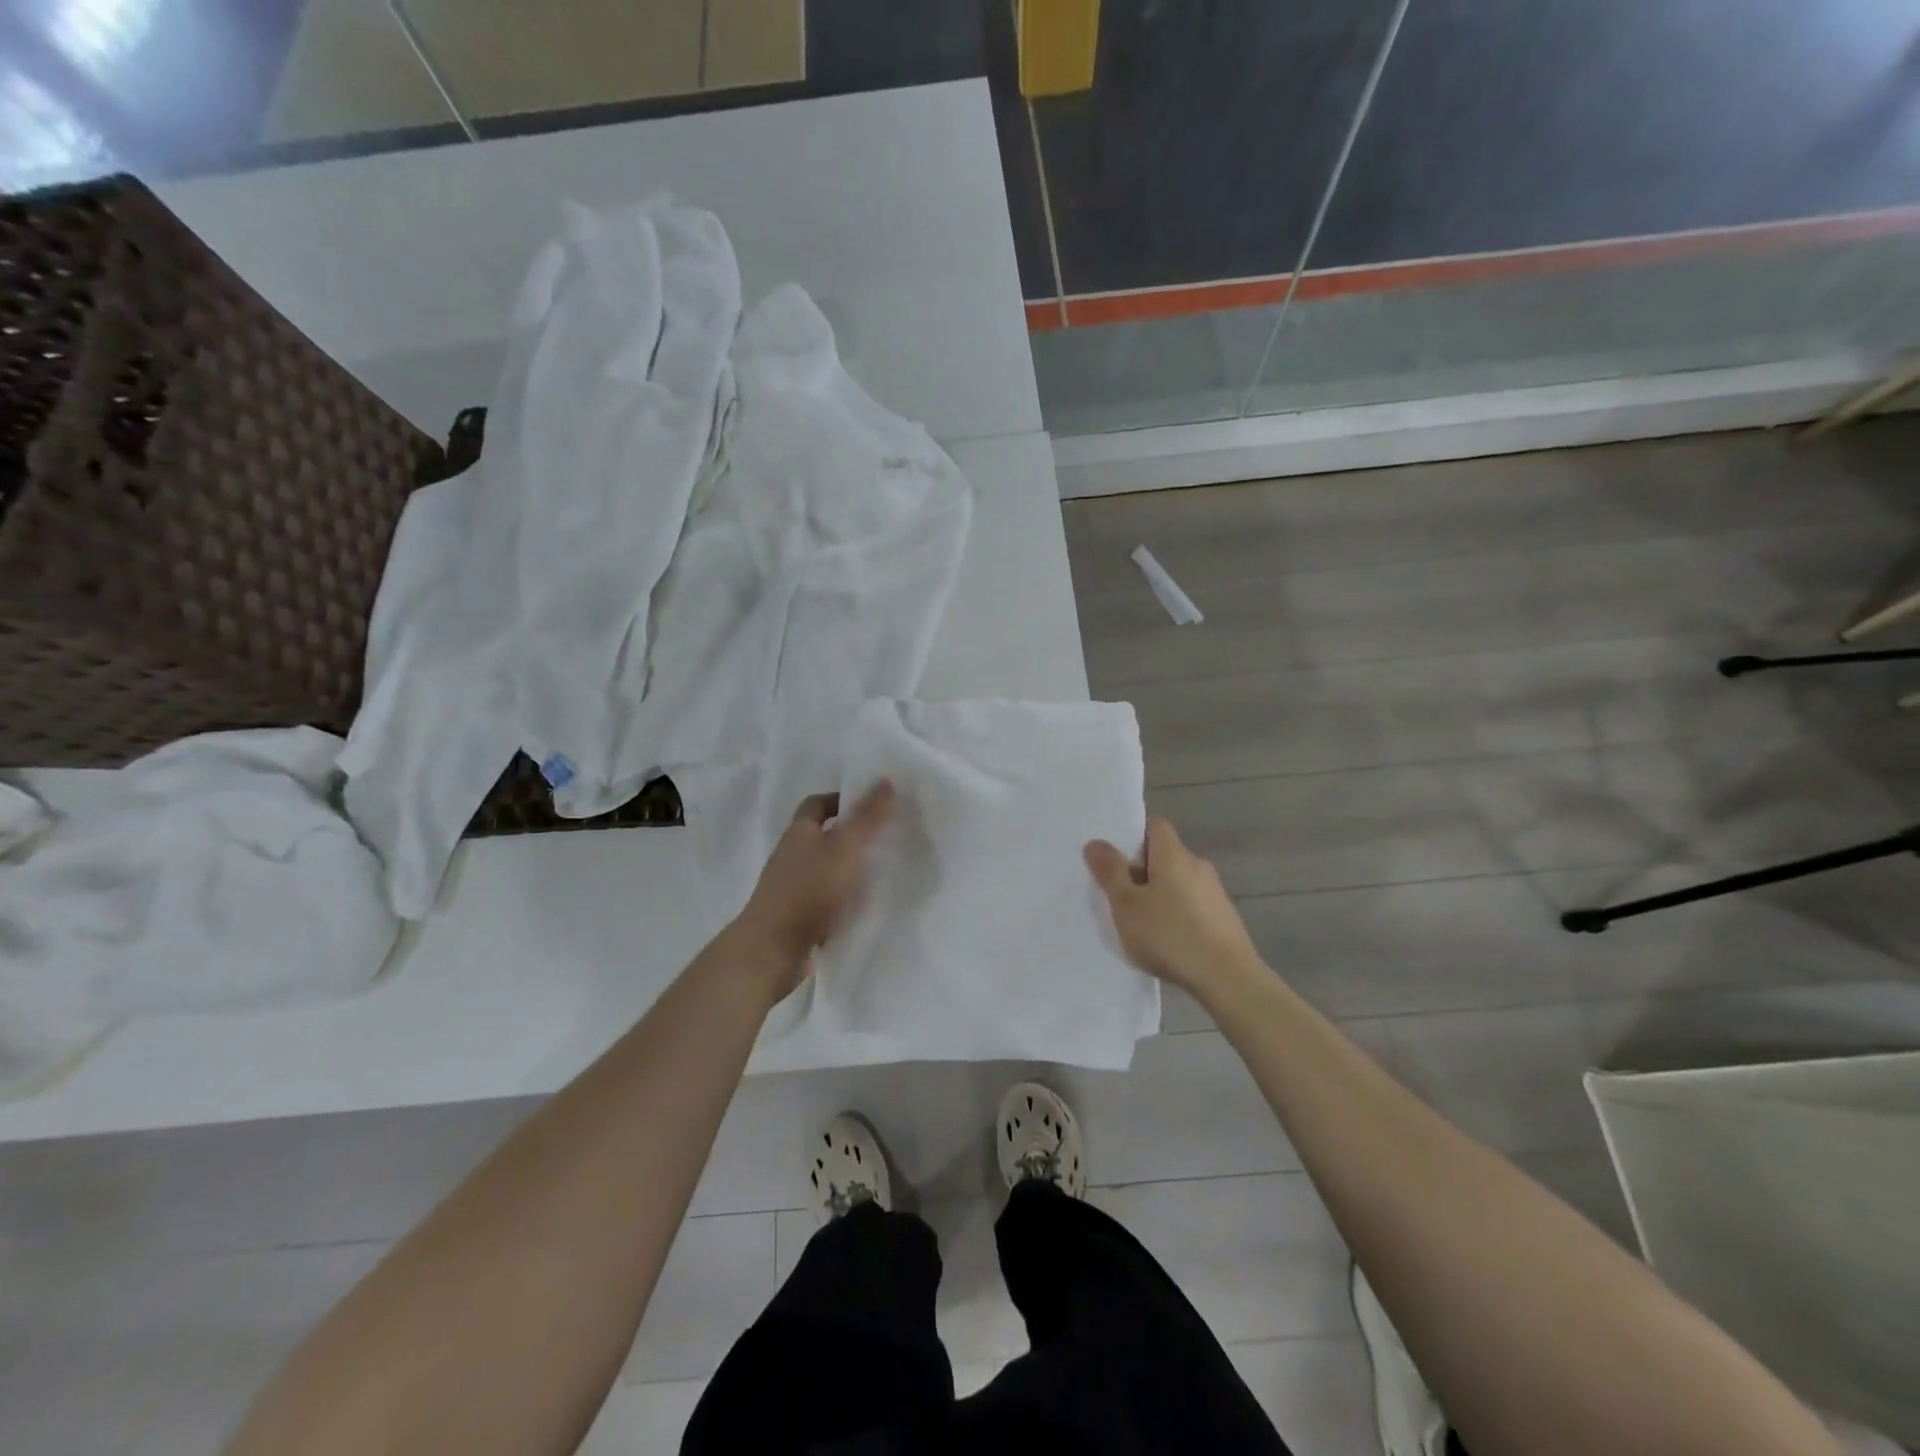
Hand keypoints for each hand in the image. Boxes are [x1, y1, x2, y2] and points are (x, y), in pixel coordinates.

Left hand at [730, 781, 895, 996]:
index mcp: (799, 833)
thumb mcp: (845, 848)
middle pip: (824, 836)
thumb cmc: (808, 891)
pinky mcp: (799, 917)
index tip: (873, 805)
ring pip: (828, 869)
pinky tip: (870, 906)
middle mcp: (792, 856)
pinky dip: (847, 899)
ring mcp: (793, 889)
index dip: (842, 799)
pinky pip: (828, 899)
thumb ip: (867, 817)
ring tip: (887, 871)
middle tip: (889, 837)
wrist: (771, 952)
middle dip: (854, 835)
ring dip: (852, 869)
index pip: (818, 804)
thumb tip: (886, 780)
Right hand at [1085, 818, 1263, 996]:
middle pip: (1166, 855)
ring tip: (1142, 923)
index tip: (1116, 859)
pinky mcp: (1225, 918)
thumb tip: (1096, 842)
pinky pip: (1193, 905)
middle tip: (1120, 895)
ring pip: (1179, 882)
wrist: (1228, 978)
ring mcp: (1215, 892)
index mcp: (1173, 854)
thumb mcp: (1126, 904)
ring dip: (1161, 895)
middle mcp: (1198, 865)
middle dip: (1143, 870)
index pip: (1155, 826)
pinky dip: (1178, 914)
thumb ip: (1110, 871)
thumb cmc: (1169, 934)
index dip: (1134, 837)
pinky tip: (1168, 941)